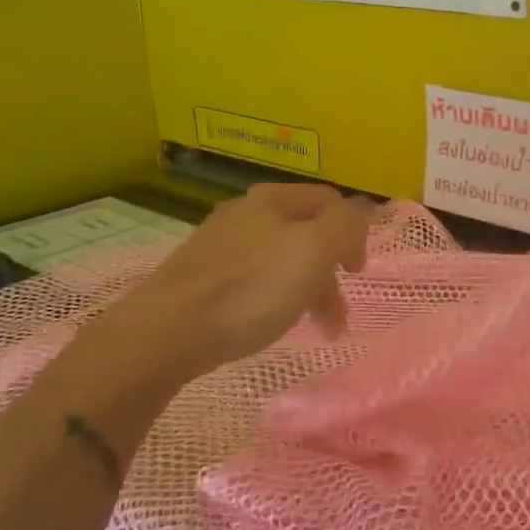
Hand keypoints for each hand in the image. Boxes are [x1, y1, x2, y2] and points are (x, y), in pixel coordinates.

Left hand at [119, 183, 370, 379]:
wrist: (168, 330)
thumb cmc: (251, 288)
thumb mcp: (313, 250)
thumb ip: (346, 225)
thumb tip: (361, 212)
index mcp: (273, 199)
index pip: (330, 200)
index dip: (354, 232)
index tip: (356, 273)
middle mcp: (246, 212)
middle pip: (306, 233)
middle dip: (330, 272)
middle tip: (337, 314)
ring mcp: (220, 244)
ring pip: (281, 259)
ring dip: (307, 290)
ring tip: (314, 328)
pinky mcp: (201, 276)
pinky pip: (254, 280)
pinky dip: (274, 299)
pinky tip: (269, 322)